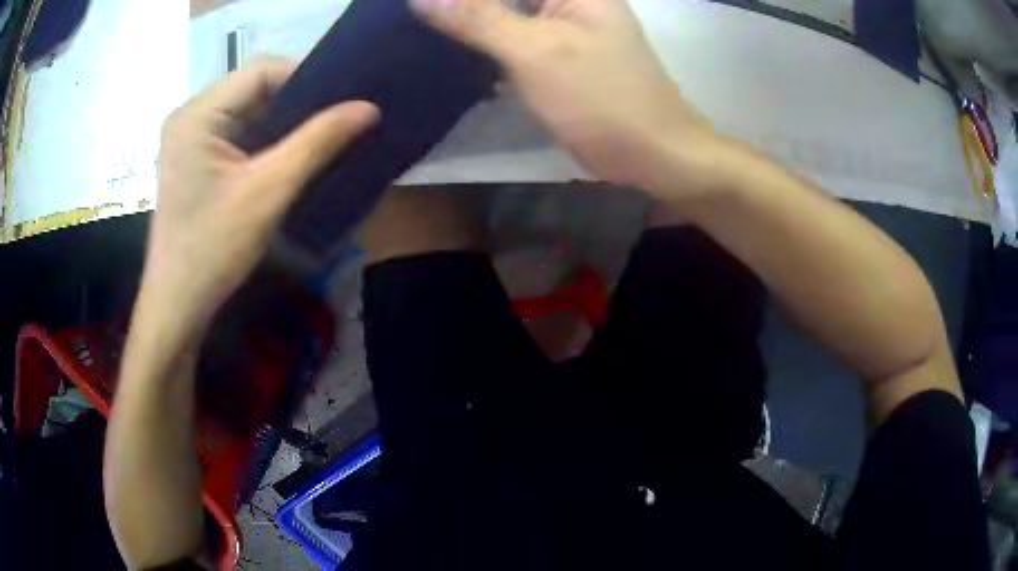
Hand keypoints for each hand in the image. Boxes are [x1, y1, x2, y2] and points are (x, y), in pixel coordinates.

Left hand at [142, 58, 378, 335]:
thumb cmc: (213, 249)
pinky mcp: (195, 158)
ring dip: (284, 123)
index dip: (307, 80)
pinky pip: (239, 133)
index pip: (262, 71)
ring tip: (320, 139)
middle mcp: (190, 115)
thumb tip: (369, 107)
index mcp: (198, 113)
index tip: (342, 105)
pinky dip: (266, 140)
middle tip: (337, 123)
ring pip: (249, 110)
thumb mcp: (268, 192)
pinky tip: (289, 157)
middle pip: (255, 88)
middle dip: (297, 104)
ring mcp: (190, 137)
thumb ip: (318, 142)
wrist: (178, 304)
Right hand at [410, 0, 719, 193]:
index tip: (419, 3)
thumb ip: (477, 17)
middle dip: (462, 5)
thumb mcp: (534, 51)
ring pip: (503, 11)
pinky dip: (483, 41)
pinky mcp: (555, 53)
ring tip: (421, 26)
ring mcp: (561, 25)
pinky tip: (450, 48)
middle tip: (415, 13)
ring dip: (469, 19)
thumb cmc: (601, 97)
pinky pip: (510, 36)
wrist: (651, 152)